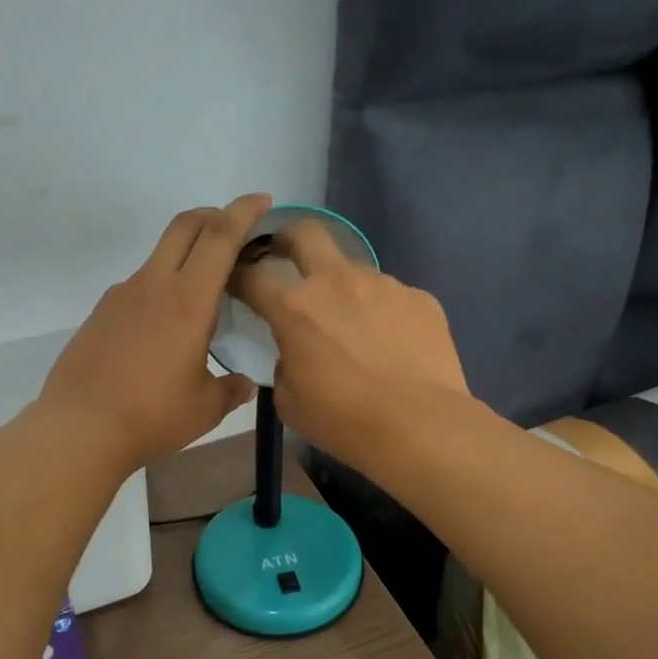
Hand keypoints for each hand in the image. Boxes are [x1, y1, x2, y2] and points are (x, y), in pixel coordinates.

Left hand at [37, 194, 270, 471]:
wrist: (79, 429)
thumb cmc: (151, 416)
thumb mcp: (204, 408)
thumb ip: (230, 389)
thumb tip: (243, 384)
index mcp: (188, 300)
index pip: (220, 236)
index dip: (244, 212)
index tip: (262, 200)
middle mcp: (153, 285)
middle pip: (185, 226)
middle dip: (214, 216)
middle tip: (235, 230)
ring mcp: (121, 296)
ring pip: (159, 256)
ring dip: (186, 255)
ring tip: (202, 293)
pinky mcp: (100, 313)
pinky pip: (138, 286)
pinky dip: (160, 288)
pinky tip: (164, 327)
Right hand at [230, 220, 470, 470]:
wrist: (420, 425)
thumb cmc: (343, 420)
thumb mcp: (289, 400)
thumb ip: (285, 362)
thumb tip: (297, 352)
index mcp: (295, 306)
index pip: (253, 274)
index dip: (239, 275)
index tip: (237, 282)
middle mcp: (337, 281)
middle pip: (305, 233)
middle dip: (288, 238)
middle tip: (286, 256)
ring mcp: (383, 284)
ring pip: (354, 270)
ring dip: (343, 288)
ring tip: (354, 327)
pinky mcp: (420, 297)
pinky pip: (391, 297)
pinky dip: (382, 313)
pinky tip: (392, 345)